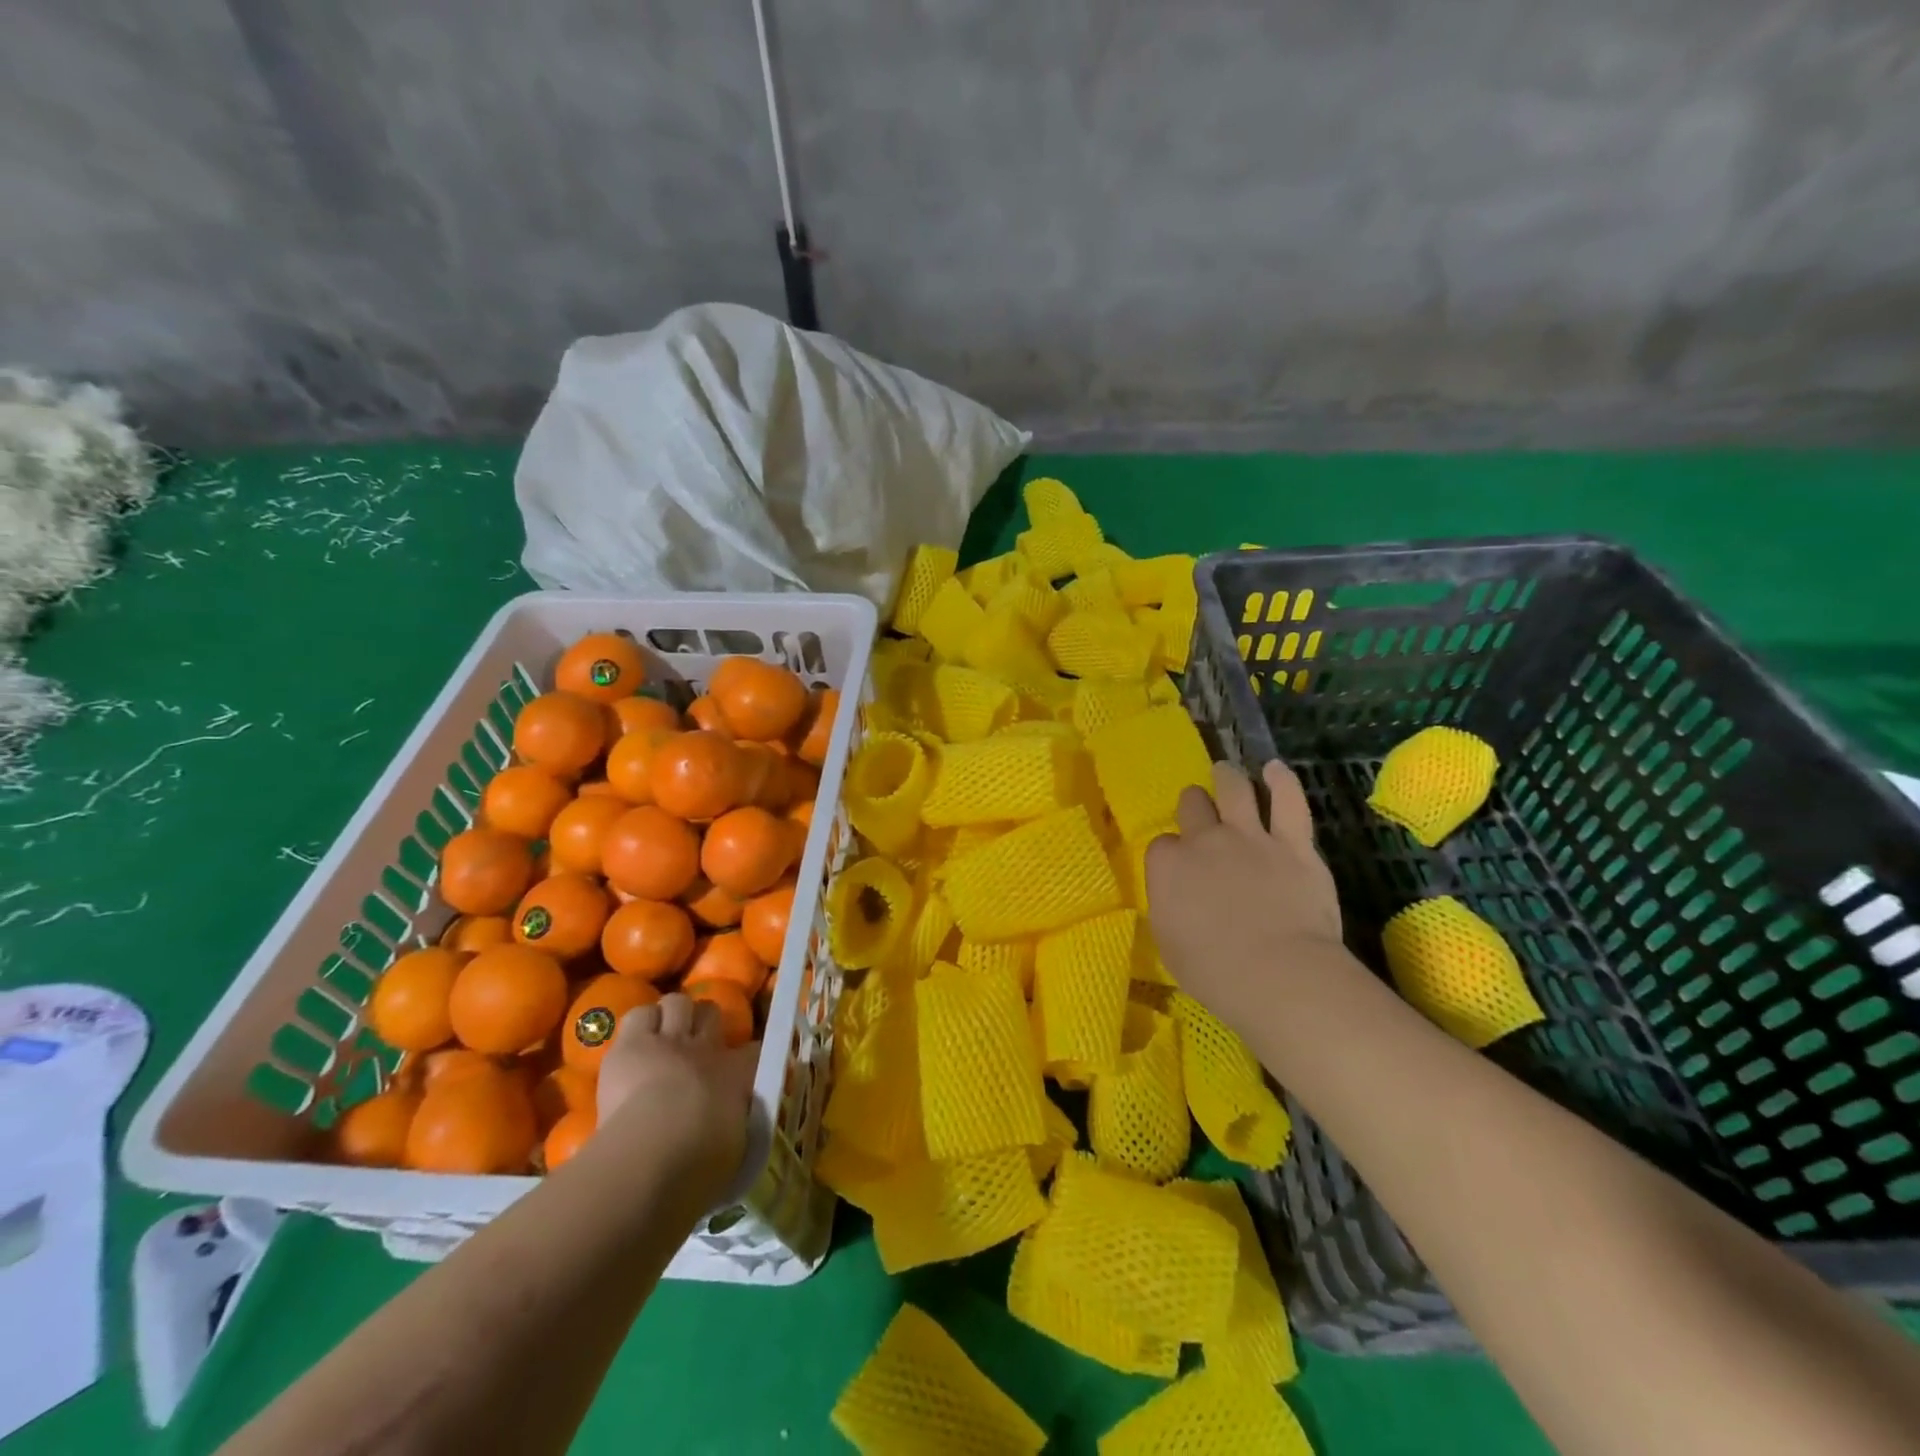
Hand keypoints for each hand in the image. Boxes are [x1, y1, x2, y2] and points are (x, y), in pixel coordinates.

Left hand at [595, 993, 757, 1192]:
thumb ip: (738, 1123)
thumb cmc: (701, 1164)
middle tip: (693, 1044)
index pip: (755, 1050)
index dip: (748, 1056)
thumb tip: (736, 1123)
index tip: (743, 1069)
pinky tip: (634, 1042)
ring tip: (662, 1036)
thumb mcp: (736, 1147)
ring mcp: (671, 1040)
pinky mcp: (634, 1043)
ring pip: (677, 1003)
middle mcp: (708, 1048)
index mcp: (739, 1074)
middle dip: (703, 1023)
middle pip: (711, 1012)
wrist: (657, 1152)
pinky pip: (640, 1014)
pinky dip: (639, 1024)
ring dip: (671, 1017)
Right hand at [1144, 759, 1345, 1035]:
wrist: (1277, 974)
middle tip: (1200, 808)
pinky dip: (1282, 781)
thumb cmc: (1213, 971)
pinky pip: (1289, 800)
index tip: (1180, 870)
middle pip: (1193, 805)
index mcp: (1168, 865)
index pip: (1162, 845)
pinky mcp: (1294, 843)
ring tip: (1227, 771)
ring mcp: (1250, 836)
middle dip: (1194, 805)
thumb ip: (1169, 907)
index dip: (1172, 855)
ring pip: (1234, 788)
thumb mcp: (1169, 943)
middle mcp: (1204, 839)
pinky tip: (1276, 769)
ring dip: (1228, 777)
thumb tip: (1175, 896)